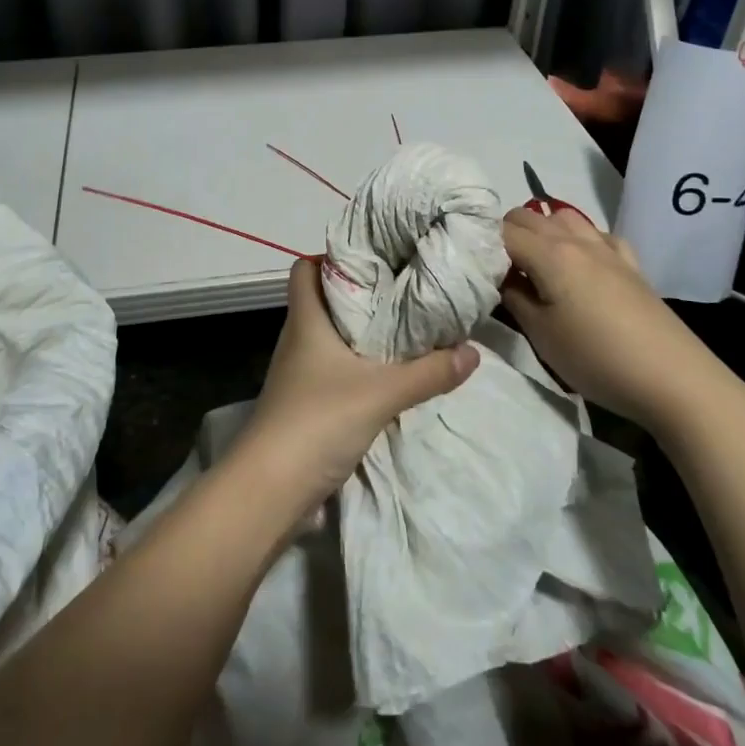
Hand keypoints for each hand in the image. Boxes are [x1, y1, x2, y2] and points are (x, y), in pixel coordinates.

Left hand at [238, 257, 478, 514]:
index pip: (306, 268)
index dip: (333, 257)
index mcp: (305, 320)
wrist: (272, 488)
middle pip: (324, 301)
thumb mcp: (381, 393)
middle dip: (361, 294)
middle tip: (404, 291)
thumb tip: (473, 351)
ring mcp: (299, 373)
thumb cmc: (317, 420)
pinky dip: (358, 367)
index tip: (376, 257)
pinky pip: (335, 370)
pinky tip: (389, 376)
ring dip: (362, 333)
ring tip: (405, 329)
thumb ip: (428, 372)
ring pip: (331, 337)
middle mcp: (298, 339)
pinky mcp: (306, 403)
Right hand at [500, 208, 735, 432]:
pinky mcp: (631, 265)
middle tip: (497, 268)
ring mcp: (607, 249)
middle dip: (506, 233)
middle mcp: (576, 240)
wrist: (675, 380)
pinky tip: (580, 263)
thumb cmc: (597, 358)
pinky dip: (579, 238)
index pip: (501, 231)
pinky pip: (596, 234)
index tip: (472, 267)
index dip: (481, 245)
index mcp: (550, 254)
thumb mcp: (540, 335)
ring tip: (534, 263)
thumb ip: (513, 297)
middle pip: (529, 215)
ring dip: (542, 230)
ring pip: (563, 216)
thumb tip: (498, 277)